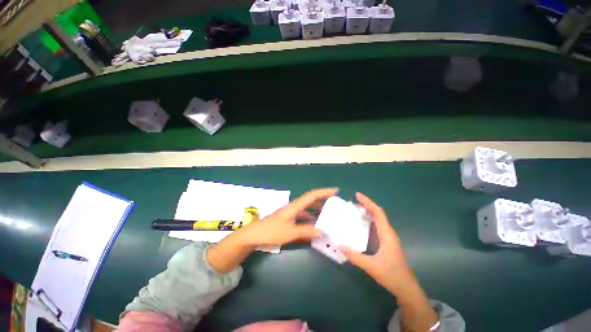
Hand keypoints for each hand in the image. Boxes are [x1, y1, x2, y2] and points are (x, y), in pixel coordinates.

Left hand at [236, 188, 338, 246]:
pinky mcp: (287, 220)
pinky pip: (302, 218)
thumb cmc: (271, 231)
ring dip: (316, 212)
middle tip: (333, 205)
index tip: (335, 191)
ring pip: (306, 210)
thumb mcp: (290, 232)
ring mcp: (290, 214)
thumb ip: (306, 231)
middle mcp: (293, 208)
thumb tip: (321, 230)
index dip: (324, 192)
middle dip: (322, 202)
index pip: (312, 195)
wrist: (254, 235)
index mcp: (295, 206)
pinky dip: (309, 221)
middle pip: (310, 201)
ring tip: (326, 217)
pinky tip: (313, 228)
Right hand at [342, 193, 437, 331]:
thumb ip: (354, 256)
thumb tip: (339, 245)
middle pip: (378, 213)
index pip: (378, 212)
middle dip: (366, 205)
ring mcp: (388, 237)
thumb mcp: (371, 266)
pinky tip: (360, 224)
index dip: (368, 202)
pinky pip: (377, 226)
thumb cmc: (391, 275)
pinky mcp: (387, 242)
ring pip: (378, 219)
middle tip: (352, 202)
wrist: (406, 288)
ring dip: (367, 212)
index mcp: (387, 234)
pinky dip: (368, 220)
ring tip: (354, 210)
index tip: (357, 195)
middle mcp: (388, 232)